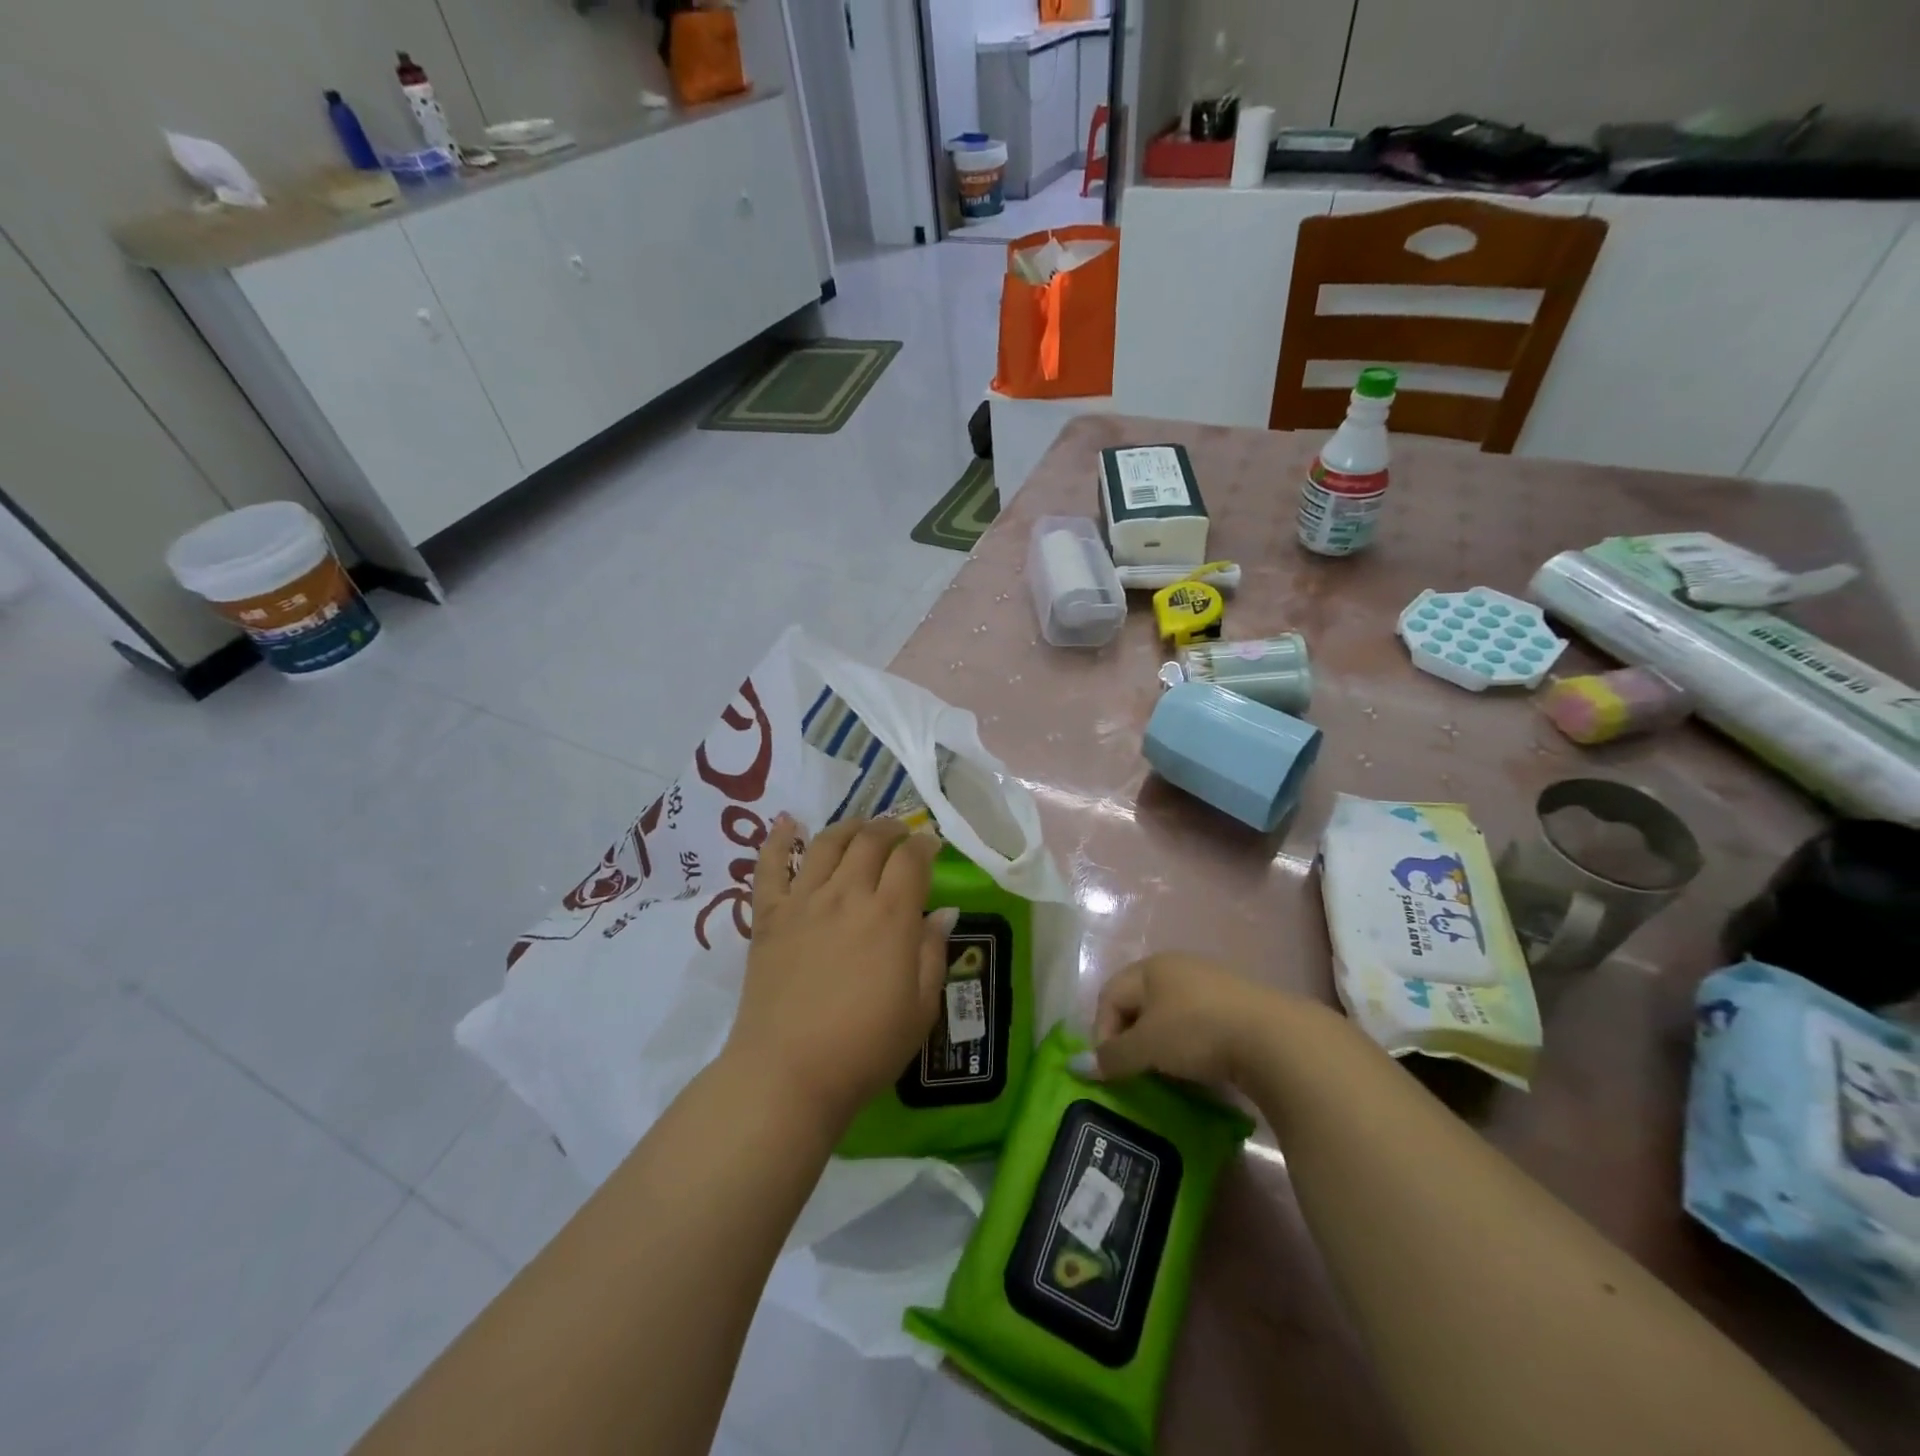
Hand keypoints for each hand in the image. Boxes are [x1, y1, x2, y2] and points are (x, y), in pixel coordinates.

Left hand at [727, 815, 955, 1133]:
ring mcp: (804, 901)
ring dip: (849, 827)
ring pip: (827, 843)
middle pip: (871, 841)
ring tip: (860, 828)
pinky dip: (778, 839)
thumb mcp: (920, 1008)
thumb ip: (932, 953)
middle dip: (891, 829)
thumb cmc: (865, 1048)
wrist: (788, 1074)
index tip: (931, 845)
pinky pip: (771, 866)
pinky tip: (787, 822)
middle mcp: (847, 895)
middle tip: (900, 835)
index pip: (912, 859)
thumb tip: (944, 912)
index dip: (925, 845)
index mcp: (890, 916)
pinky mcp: (769, 916)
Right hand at [1088, 953, 1293, 1086]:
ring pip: (1170, 1015)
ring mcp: (1210, 984)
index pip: (1110, 995)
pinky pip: (1198, 1024)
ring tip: (1166, 1074)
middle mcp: (1177, 967)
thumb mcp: (1147, 1046)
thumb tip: (1076, 1066)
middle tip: (1135, 1071)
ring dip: (1161, 1045)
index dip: (1102, 1031)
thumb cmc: (1196, 1031)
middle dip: (1131, 1038)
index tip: (1111, 1067)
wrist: (1274, 1038)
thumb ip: (1112, 1056)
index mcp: (1150, 967)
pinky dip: (1190, 1046)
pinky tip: (1199, 1068)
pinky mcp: (1237, 1006)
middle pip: (1139, 1003)